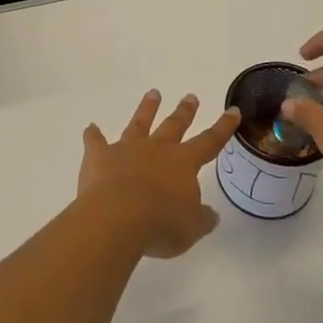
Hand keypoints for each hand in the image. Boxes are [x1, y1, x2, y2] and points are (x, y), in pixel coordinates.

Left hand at [78, 90, 238, 258]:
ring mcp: (127, 149)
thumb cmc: (160, 225)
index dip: (222, 127)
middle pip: (174, 125)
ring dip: (147, 108)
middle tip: (190, 96)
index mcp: (183, 163)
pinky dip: (93, 135)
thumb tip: (212, 214)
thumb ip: (201, 219)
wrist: (117, 218)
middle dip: (184, 111)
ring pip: (140, 123)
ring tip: (153, 93)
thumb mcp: (190, 229)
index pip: (209, 141)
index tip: (232, 110)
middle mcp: (157, 149)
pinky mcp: (100, 156)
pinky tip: (90, 128)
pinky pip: (96, 142)